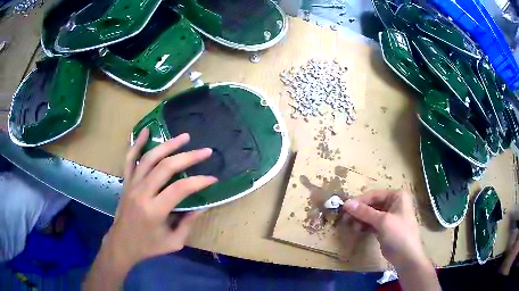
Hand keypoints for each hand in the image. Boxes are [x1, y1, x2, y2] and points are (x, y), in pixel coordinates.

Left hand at [84, 128, 216, 289]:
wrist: (122, 244)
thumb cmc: (148, 246)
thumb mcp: (174, 242)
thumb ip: (188, 223)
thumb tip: (202, 205)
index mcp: (154, 210)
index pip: (180, 189)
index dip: (199, 181)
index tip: (213, 178)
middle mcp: (142, 193)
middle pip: (166, 167)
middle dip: (188, 157)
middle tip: (205, 151)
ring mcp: (132, 184)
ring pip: (149, 158)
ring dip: (168, 144)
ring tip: (184, 137)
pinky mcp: (126, 182)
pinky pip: (130, 159)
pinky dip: (137, 143)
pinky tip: (147, 130)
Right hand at [342, 190, 427, 269]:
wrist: (407, 257)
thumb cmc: (398, 234)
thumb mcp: (382, 221)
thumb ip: (364, 212)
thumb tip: (346, 203)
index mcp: (397, 196)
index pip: (374, 195)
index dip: (359, 201)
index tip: (344, 208)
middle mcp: (394, 203)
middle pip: (372, 204)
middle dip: (359, 212)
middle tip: (345, 219)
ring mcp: (390, 216)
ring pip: (371, 214)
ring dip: (360, 219)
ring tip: (351, 227)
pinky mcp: (386, 227)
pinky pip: (372, 223)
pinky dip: (365, 225)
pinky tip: (358, 230)